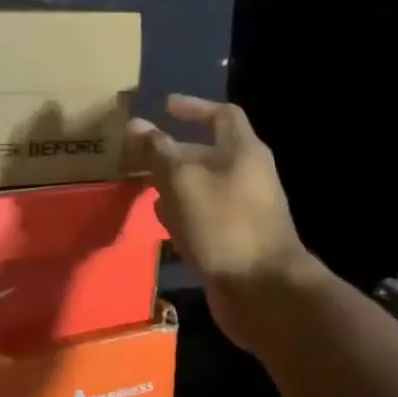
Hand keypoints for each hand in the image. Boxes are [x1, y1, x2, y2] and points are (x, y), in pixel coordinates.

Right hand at [125, 94, 324, 354]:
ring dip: (173, 187)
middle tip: (136, 157)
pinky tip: (163, 226)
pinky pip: (203, 218)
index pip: (221, 115)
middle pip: (206, 154)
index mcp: (242, 152)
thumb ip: (158, 151)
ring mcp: (242, 211)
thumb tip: (136, 124)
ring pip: (201, 188)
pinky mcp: (233, 240)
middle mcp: (246, 176)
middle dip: (172, 154)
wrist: (262, 289)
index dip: (193, 107)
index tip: (164, 107)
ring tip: (142, 189)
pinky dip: (183, 216)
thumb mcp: (183, 180)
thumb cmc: (224, 224)